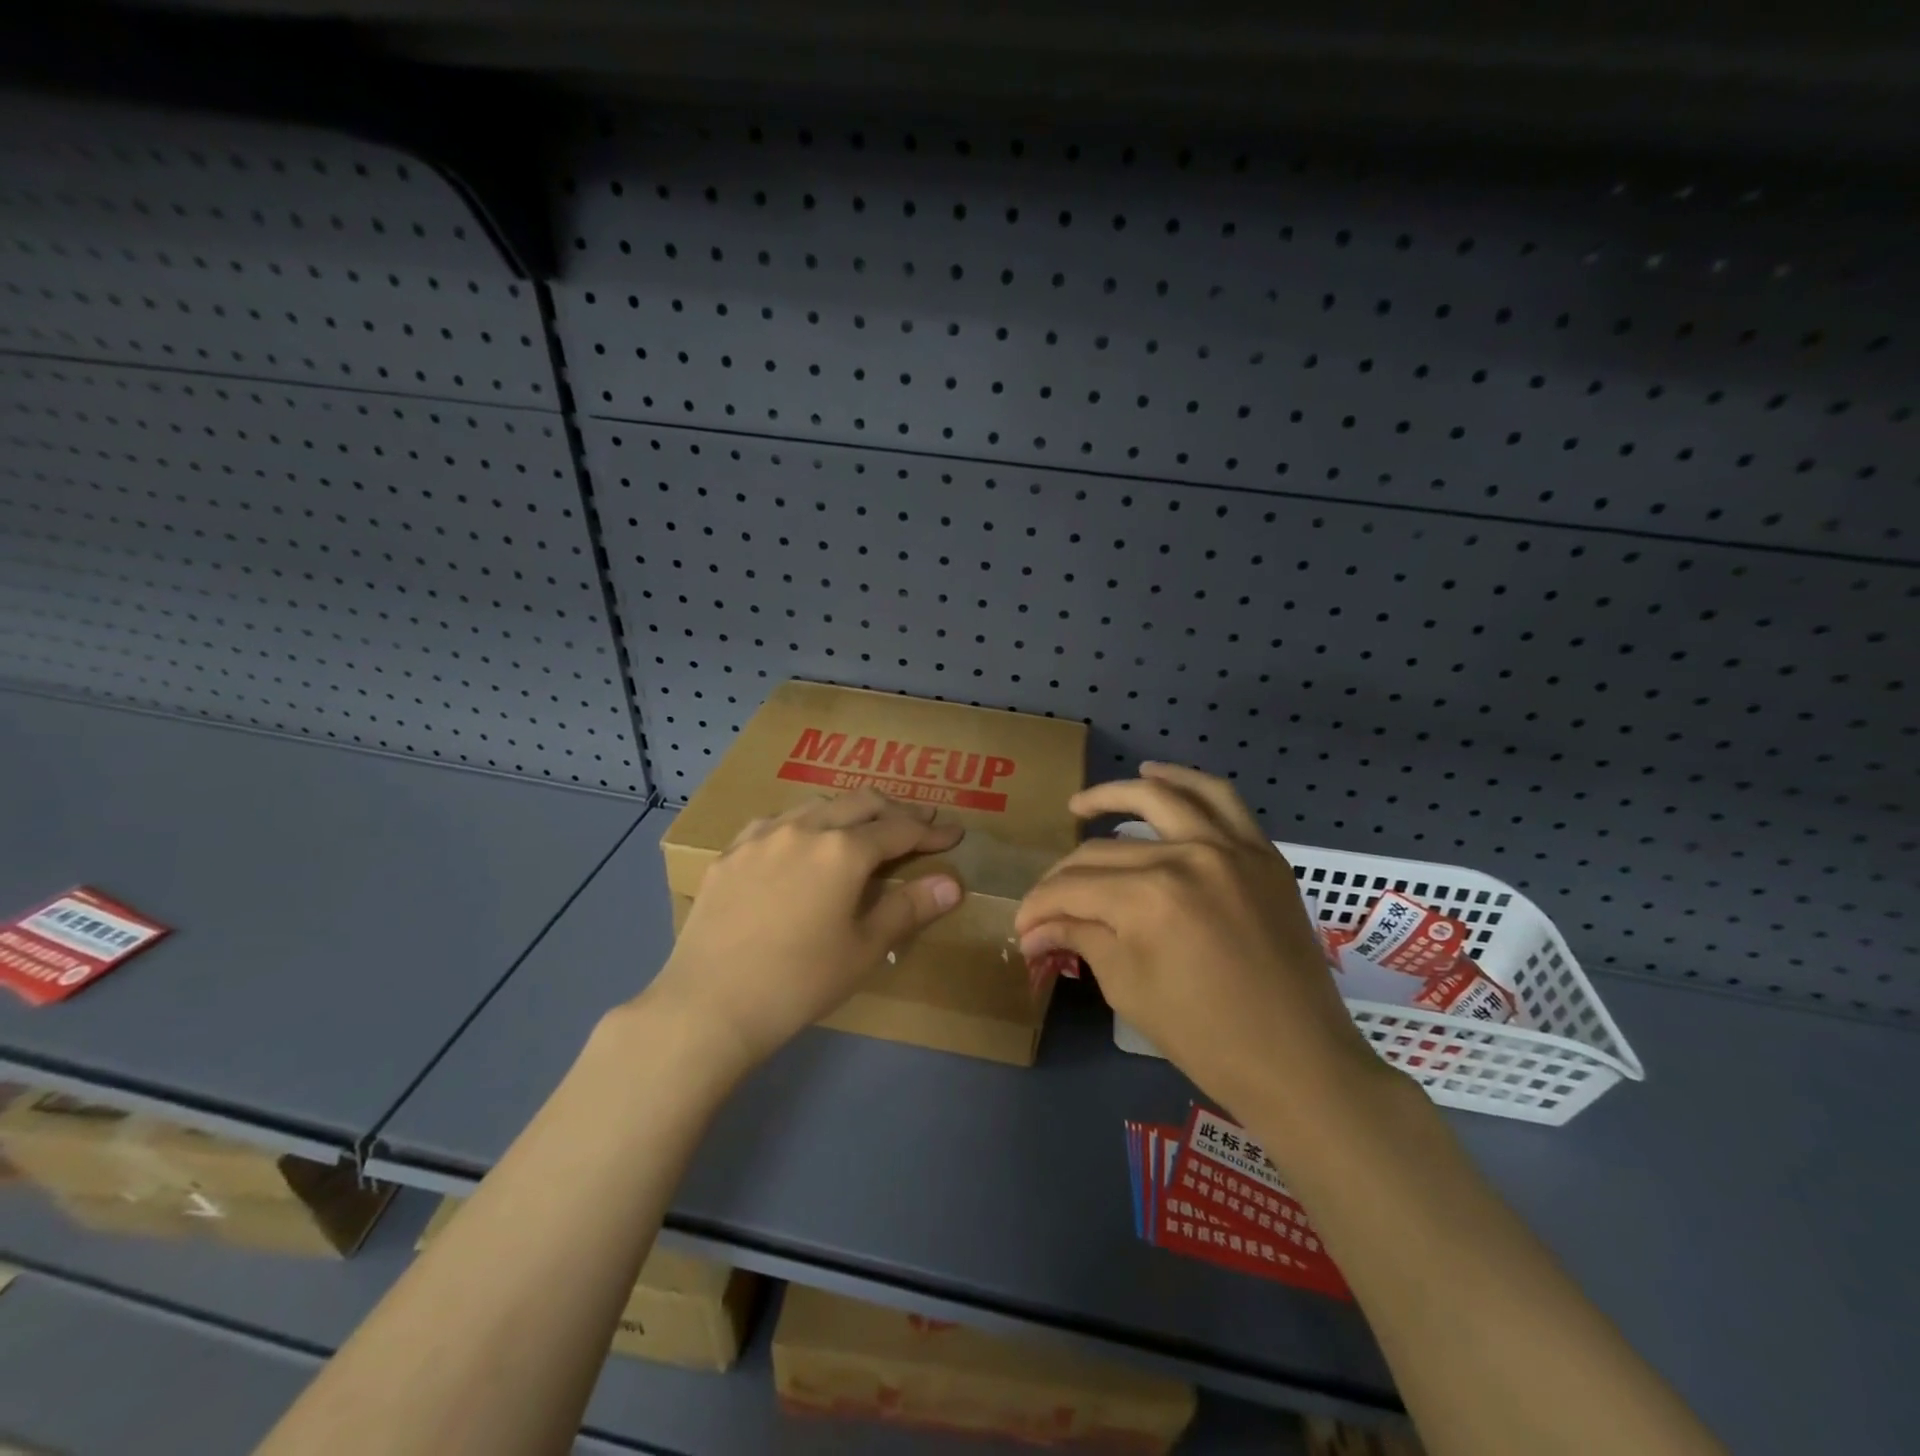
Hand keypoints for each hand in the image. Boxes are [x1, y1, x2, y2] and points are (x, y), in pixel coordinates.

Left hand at [644, 789, 965, 1070]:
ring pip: (817, 805)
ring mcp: (763, 835)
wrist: (709, 1005)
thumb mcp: (863, 949)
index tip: (954, 834)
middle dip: (895, 810)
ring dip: (850, 811)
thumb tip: (952, 883)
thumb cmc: (799, 982)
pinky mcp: (731, 852)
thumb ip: (908, 908)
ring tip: (864, 827)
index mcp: (843, 850)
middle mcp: (805, 828)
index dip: (930, 831)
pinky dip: (805, 823)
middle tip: (918, 823)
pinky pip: (777, 822)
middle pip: (860, 803)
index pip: (899, 830)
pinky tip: (802, 840)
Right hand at [1014, 763, 1389, 1147]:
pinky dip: (1184, 782)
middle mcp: (1187, 857)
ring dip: (1114, 796)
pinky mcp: (1261, 853)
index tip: (1023, 927)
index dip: (1039, 907)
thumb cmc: (1205, 1037)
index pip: (1073, 888)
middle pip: (1105, 852)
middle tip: (1046, 903)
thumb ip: (1080, 938)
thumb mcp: (1128, 987)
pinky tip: (1156, 776)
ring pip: (1161, 798)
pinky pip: (1220, 800)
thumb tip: (1034, 928)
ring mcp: (1231, 848)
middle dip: (1063, 879)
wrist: (1298, 1062)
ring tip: (1081, 805)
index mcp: (1150, 899)